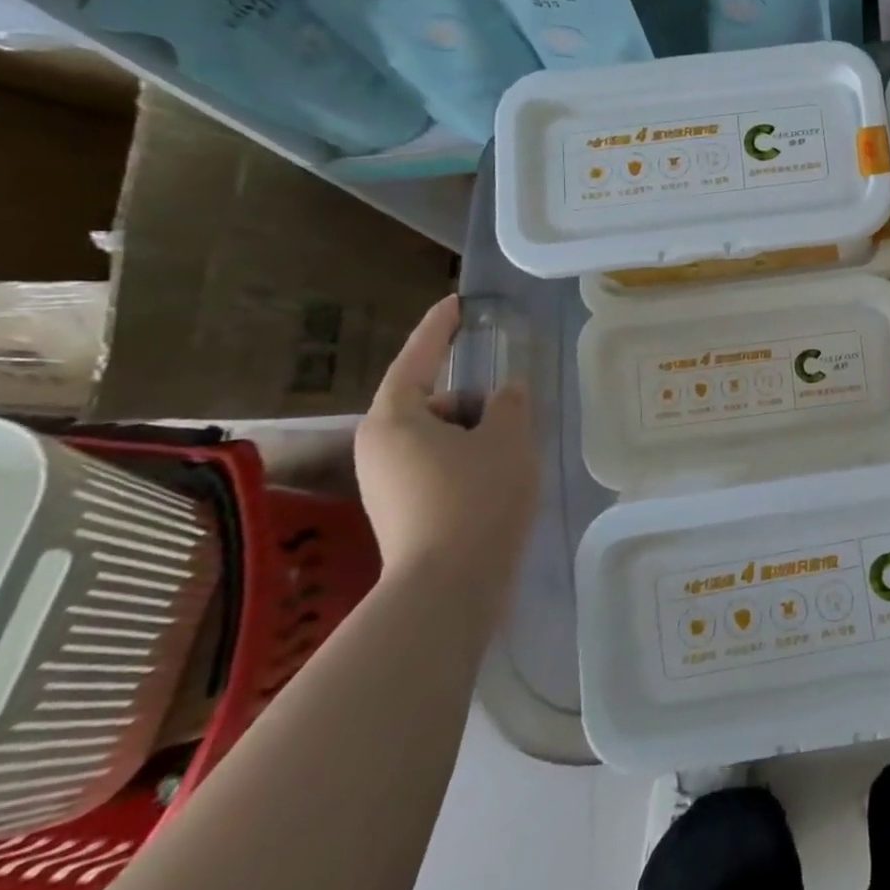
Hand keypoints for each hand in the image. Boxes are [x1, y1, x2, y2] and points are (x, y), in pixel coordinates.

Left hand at [354, 296, 538, 592]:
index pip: (417, 359)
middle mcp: (378, 447)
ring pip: (437, 437)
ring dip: (473, 433)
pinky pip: (436, 465)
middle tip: (511, 409)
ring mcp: (385, 482)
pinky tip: (497, 479)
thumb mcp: (507, 438)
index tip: (455, 304)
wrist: (449, 585)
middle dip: (471, 400)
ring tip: (511, 451)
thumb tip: (507, 393)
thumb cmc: (477, 497)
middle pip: (431, 403)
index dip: (439, 328)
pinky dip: (466, 460)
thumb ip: (509, 404)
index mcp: (394, 420)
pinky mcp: (400, 510)